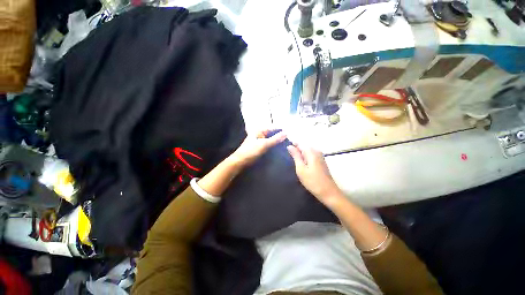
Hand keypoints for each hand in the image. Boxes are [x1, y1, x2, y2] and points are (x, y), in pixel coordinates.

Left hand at [229, 129, 286, 166]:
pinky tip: (281, 149)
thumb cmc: (250, 151)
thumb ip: (275, 139)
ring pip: (271, 141)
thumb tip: (286, 133)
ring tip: (288, 144)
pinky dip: (274, 147)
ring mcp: (260, 142)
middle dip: (281, 137)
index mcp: (259, 131)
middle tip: (292, 140)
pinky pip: (269, 146)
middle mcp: (260, 135)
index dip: (281, 130)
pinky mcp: (260, 149)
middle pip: (272, 134)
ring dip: (278, 142)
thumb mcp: (264, 144)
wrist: (240, 162)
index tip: (291, 133)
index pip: (273, 128)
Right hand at [287, 145, 341, 203]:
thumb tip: (289, 146)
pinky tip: (302, 165)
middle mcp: (316, 151)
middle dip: (296, 150)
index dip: (292, 145)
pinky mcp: (321, 161)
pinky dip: (305, 158)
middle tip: (289, 158)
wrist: (328, 192)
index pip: (299, 143)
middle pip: (303, 147)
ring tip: (294, 162)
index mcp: (311, 151)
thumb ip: (295, 156)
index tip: (286, 151)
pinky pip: (311, 155)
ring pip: (307, 151)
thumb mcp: (301, 168)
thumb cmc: (312, 181)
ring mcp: (320, 156)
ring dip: (300, 155)